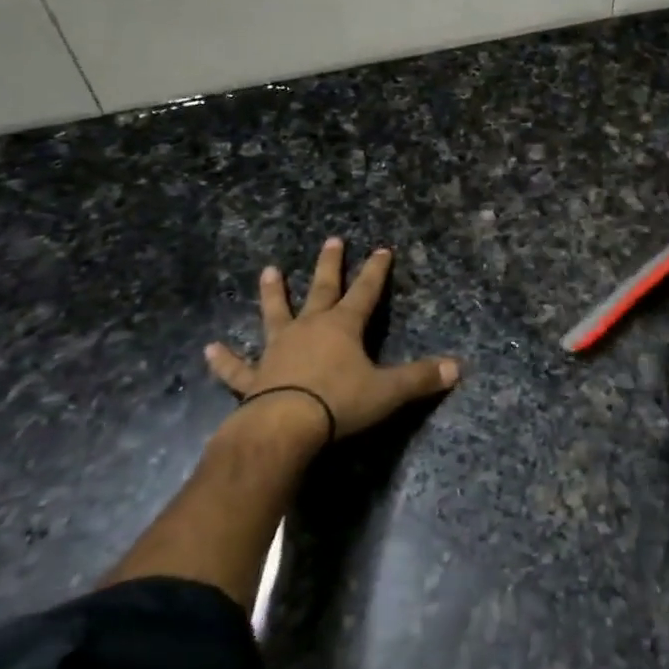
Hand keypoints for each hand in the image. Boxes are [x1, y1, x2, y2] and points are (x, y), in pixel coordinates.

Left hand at [203, 237, 459, 442]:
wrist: (283, 428)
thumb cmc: (338, 403)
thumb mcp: (387, 391)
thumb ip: (421, 378)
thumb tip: (459, 368)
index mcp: (343, 327)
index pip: (365, 292)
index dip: (376, 271)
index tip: (382, 249)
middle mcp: (310, 328)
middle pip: (322, 290)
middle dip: (330, 265)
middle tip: (332, 240)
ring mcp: (278, 349)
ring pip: (276, 314)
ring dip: (273, 294)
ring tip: (269, 271)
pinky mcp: (254, 376)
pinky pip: (238, 366)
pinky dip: (224, 359)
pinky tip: (209, 348)